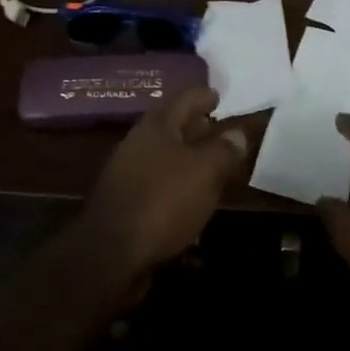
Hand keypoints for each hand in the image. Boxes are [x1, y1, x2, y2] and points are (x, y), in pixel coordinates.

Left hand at [81, 87, 247, 278]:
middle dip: (197, 127)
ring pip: (166, 156)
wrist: (111, 255)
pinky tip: (193, 199)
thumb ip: (225, 149)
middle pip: (173, 126)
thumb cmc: (163, 201)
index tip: (219, 96)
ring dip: (189, 158)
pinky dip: (178, 185)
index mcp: (156, 125)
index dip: (204, 95)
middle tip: (221, 131)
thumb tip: (238, 133)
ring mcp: (129, 174)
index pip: (185, 97)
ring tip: (213, 166)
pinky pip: (159, 184)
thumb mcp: (205, 171)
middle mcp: (139, 143)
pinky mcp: (127, 204)